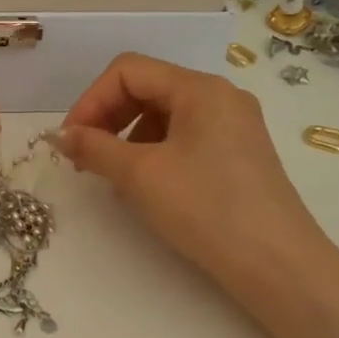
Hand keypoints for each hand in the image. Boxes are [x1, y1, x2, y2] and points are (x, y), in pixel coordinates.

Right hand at [55, 53, 336, 299]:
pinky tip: (146, 184)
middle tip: (84, 157)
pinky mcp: (238, 153)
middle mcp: (220, 96)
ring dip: (127, 135)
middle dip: (107, 117)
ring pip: (163, 113)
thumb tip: (60, 136)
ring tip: (113, 174)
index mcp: (200, 89)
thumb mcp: (140, 175)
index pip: (128, 71)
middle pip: (146, 87)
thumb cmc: (206, 210)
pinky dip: (153, 151)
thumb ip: (94, 147)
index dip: (90, 100)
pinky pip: (183, 136)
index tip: (70, 141)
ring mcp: (234, 125)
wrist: (278, 266)